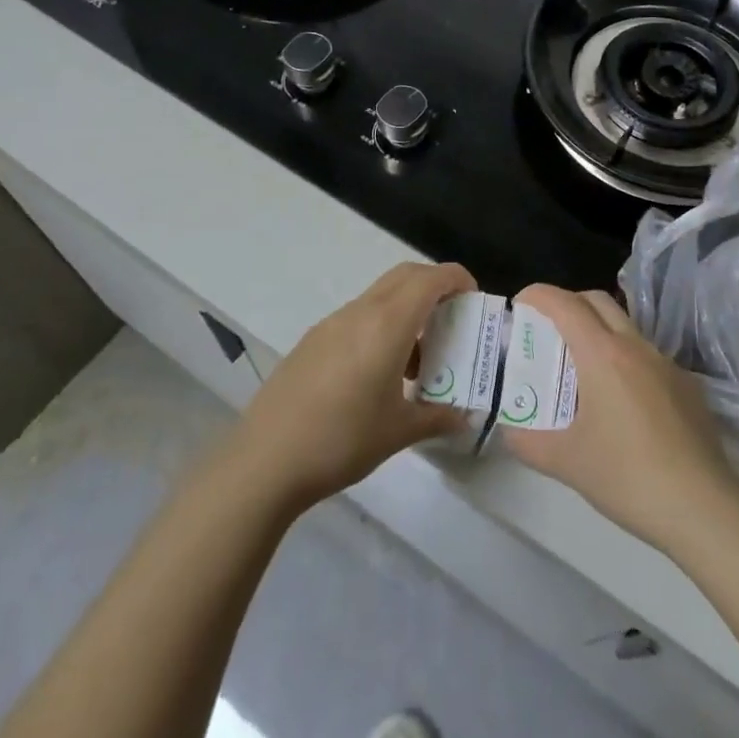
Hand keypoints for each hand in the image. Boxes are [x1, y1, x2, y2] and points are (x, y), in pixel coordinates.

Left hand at [229, 262, 475, 511]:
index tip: (474, 299)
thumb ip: (438, 417)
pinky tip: (379, 373)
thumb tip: (466, 416)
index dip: (457, 279)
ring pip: (379, 296)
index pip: (429, 280)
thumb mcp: (399, 432)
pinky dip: (381, 325)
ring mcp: (331, 324)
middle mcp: (359, 313)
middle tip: (453, 318)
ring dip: (406, 309)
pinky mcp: (312, 341)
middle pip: (404, 276)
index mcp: (386, 325)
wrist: (264, 461)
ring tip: (419, 357)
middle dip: (434, 286)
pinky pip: (357, 317)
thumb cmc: (341, 440)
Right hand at [500, 286, 738, 556]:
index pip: (565, 304)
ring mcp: (666, 364)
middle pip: (598, 301)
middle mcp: (636, 346)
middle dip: (568, 303)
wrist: (702, 507)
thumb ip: (528, 441)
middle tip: (547, 330)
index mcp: (603, 355)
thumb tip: (509, 429)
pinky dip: (624, 360)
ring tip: (580, 368)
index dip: (538, 295)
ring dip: (598, 331)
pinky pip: (647, 357)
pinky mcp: (687, 385)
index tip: (520, 304)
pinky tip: (621, 403)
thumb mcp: (566, 462)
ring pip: (625, 326)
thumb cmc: (627, 476)